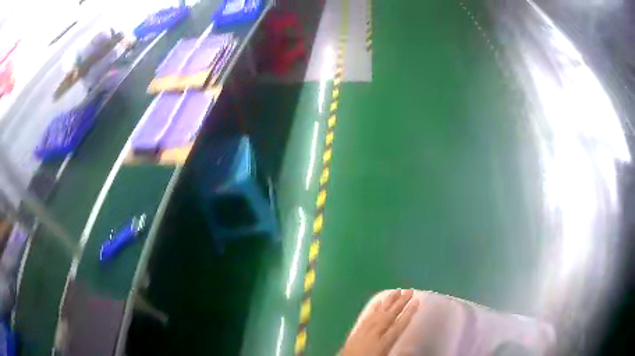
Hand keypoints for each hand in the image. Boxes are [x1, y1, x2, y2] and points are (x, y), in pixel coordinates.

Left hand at [341, 289, 418, 355]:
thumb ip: (400, 354)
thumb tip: (413, 349)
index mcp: (384, 343)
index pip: (399, 325)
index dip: (409, 313)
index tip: (417, 301)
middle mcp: (374, 334)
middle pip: (390, 315)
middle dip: (401, 303)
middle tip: (410, 290)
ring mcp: (364, 331)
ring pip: (378, 313)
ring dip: (388, 301)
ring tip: (397, 291)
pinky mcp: (356, 332)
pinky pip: (366, 317)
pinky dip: (373, 308)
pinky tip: (378, 302)